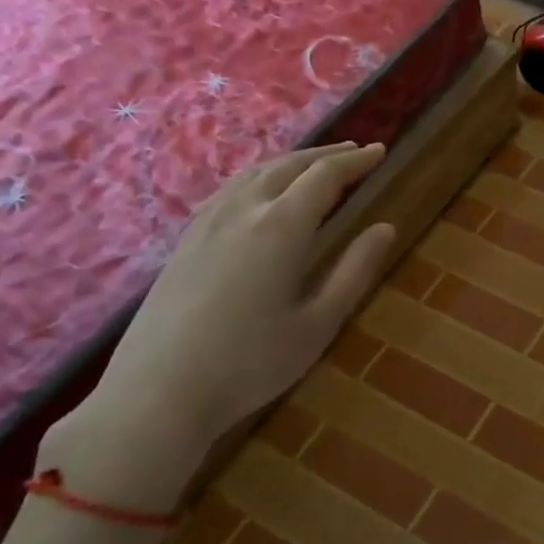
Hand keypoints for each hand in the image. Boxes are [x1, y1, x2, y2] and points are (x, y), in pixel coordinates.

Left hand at [47, 142, 395, 510]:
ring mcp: (207, 222)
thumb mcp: (319, 322)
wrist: (158, 392)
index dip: (356, 162)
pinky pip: (230, 188)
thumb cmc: (251, 362)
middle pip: (289, 165)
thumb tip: (386, 228)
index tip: (380, 151)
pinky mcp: (185, 240)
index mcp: (281, 227)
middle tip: (356, 152)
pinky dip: (260, 176)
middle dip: (327, 155)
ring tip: (314, 164)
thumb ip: (355, 270)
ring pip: (255, 173)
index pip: (325, 177)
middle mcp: (243, 210)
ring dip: (292, 161)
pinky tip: (260, 192)